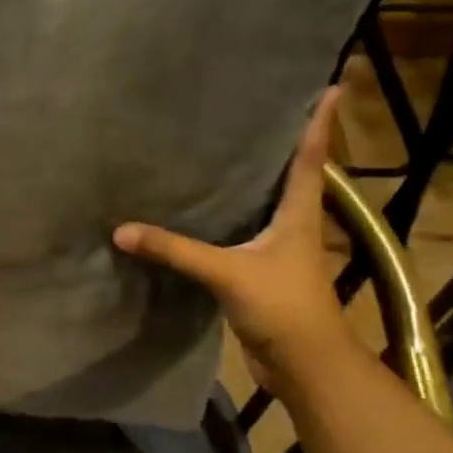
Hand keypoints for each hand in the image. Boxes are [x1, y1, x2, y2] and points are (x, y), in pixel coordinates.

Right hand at [114, 87, 354, 392]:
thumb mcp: (227, 273)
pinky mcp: (262, 273)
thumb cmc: (282, 307)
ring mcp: (280, 252)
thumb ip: (176, 251)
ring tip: (229, 151)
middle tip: (262, 109)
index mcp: (299, 214)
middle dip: (283, 144)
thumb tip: (122, 231)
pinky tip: (206, 212)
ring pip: (267, 205)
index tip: (330, 87)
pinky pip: (244, 235)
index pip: (311, 158)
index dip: (319, 123)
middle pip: (293, 175)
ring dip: (257, 181)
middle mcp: (294, 225)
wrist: (304, 366)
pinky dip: (231, 218)